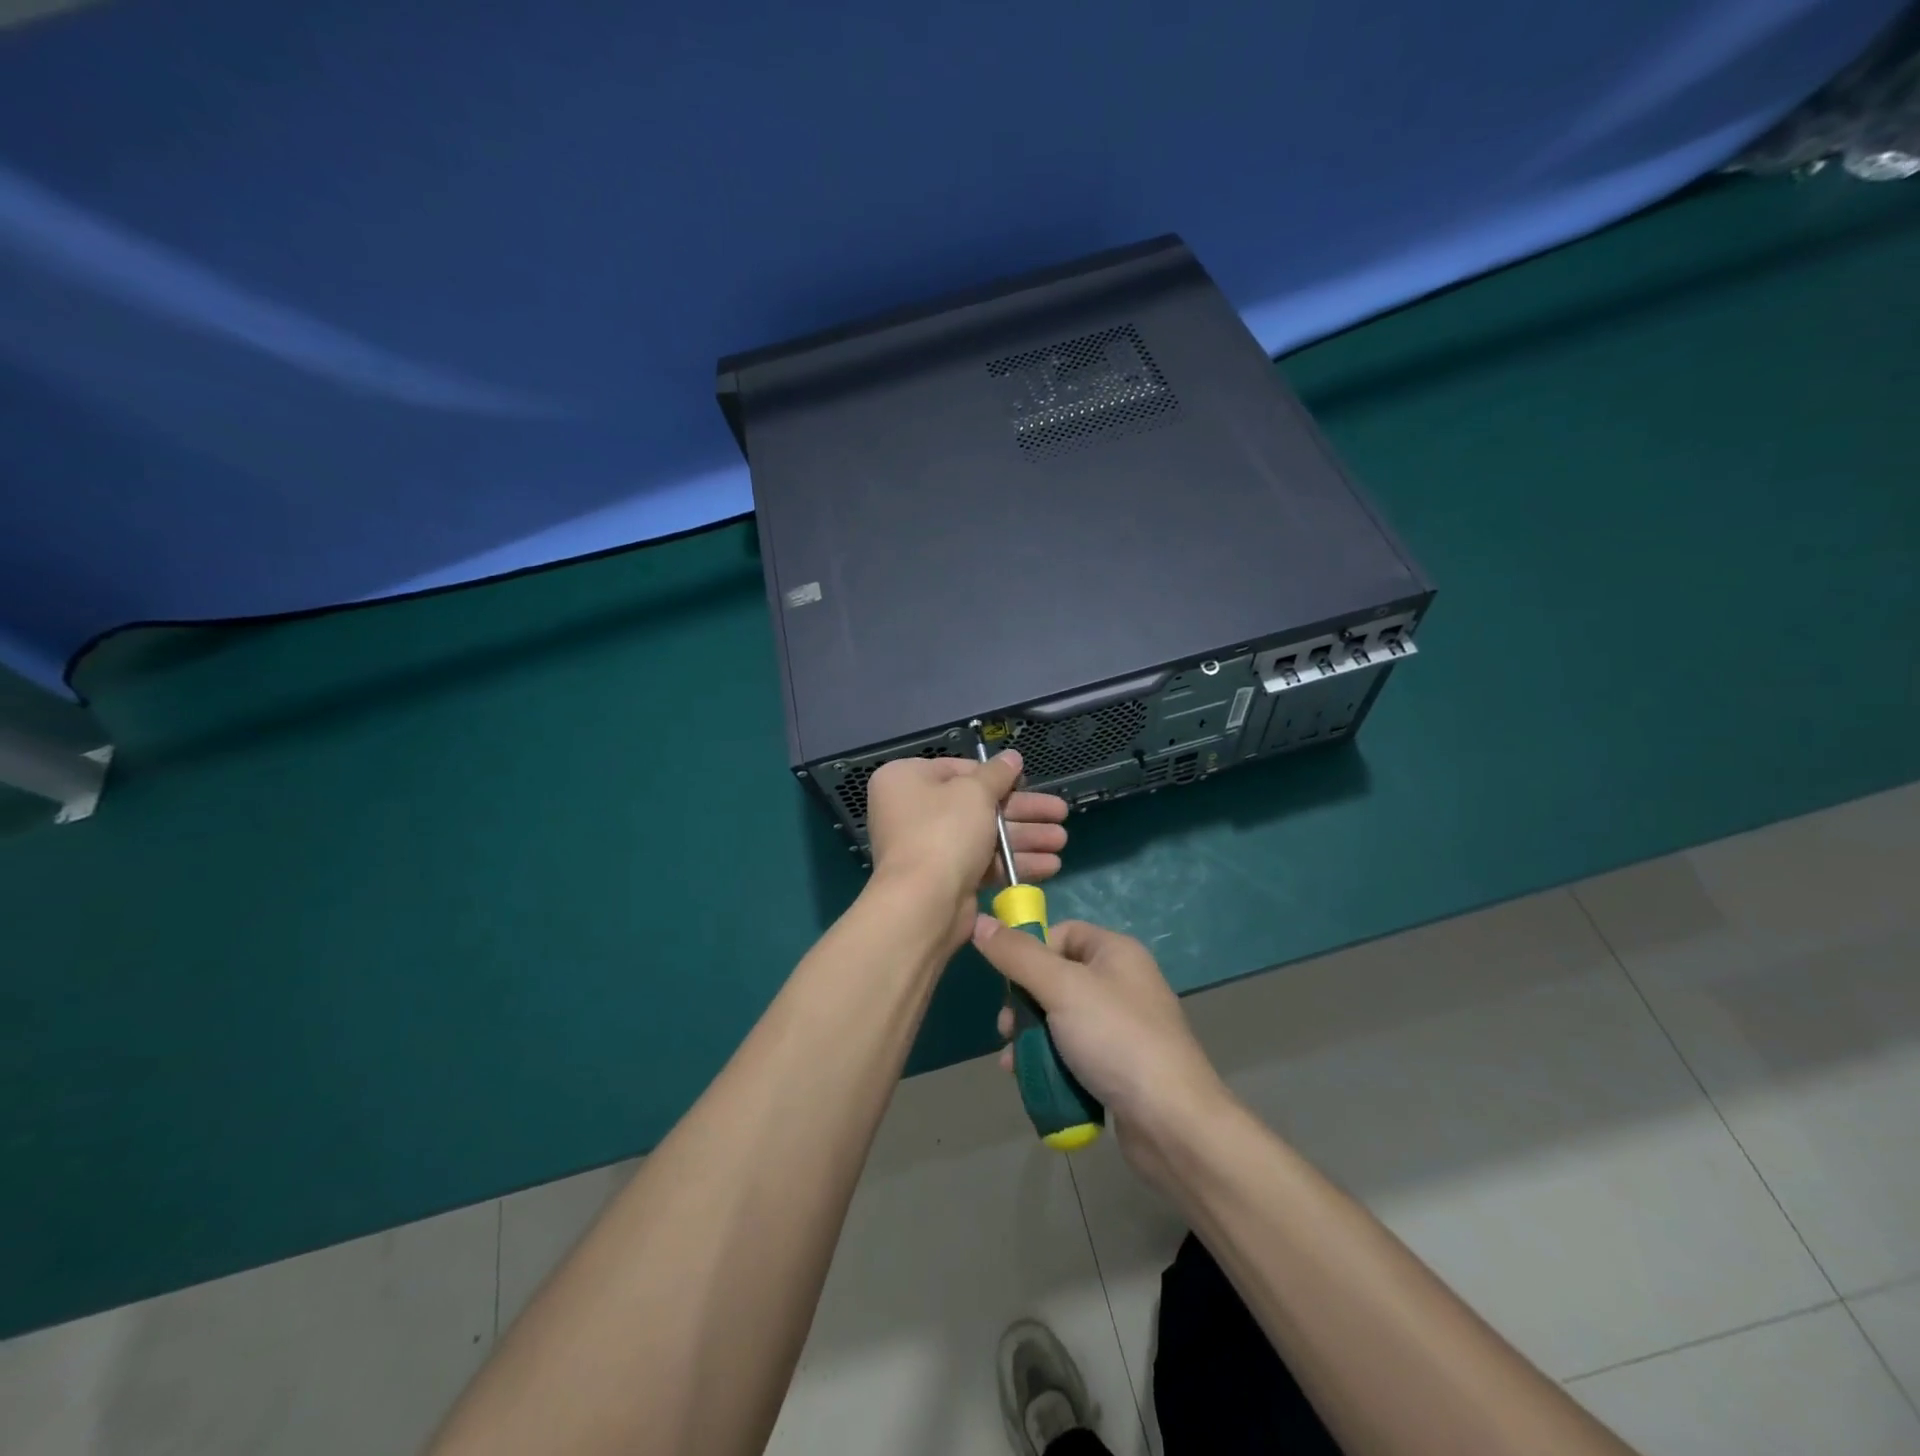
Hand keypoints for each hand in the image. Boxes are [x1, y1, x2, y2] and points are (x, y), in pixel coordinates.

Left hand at [866, 750, 1067, 950]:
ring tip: (1061, 839)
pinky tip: (1050, 865)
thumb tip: (1011, 757)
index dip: (996, 776)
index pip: (958, 769)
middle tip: (1060, 812)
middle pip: (977, 804)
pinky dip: (1014, 862)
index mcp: (906, 780)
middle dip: (1022, 811)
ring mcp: (929, 847)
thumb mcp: (975, 793)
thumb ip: (997, 774)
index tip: (1027, 781)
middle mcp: (913, 811)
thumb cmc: (944, 832)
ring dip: (1026, 837)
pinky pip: (984, 863)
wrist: (924, 904)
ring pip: (985, 835)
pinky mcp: (946, 878)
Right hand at [973, 916, 1231, 1186]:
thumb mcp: (1061, 988)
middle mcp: (1122, 982)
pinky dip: (1051, 1061)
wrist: (1173, 1123)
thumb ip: (1017, 955)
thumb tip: (979, 921)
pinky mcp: (1121, 1066)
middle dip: (1024, 1004)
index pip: (1061, 933)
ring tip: (1013, 1063)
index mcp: (1116, 952)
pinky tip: (1032, 1081)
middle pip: (1056, 977)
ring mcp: (1123, 1026)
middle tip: (1005, 1030)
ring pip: (1060, 1019)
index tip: (1010, 984)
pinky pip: (1074, 1052)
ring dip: (1031, 1037)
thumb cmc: (1116, 1039)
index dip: (1030, 953)